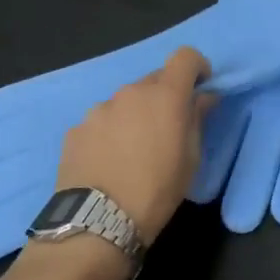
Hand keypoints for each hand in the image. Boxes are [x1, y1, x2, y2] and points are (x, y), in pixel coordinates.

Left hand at [53, 47, 213, 241]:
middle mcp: (131, 93)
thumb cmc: (157, 189)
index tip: (199, 88)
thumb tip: (204, 98)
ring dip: (135, 114)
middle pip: (154, 80)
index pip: (185, 56)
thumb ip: (198, 119)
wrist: (98, 223)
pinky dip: (110, 132)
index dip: (196, 67)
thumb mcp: (191, 158)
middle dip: (165, 96)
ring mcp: (99, 109)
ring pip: (125, 101)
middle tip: (167, 129)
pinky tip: (108, 162)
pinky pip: (101, 120)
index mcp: (165, 95)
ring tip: (132, 151)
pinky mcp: (76, 129)